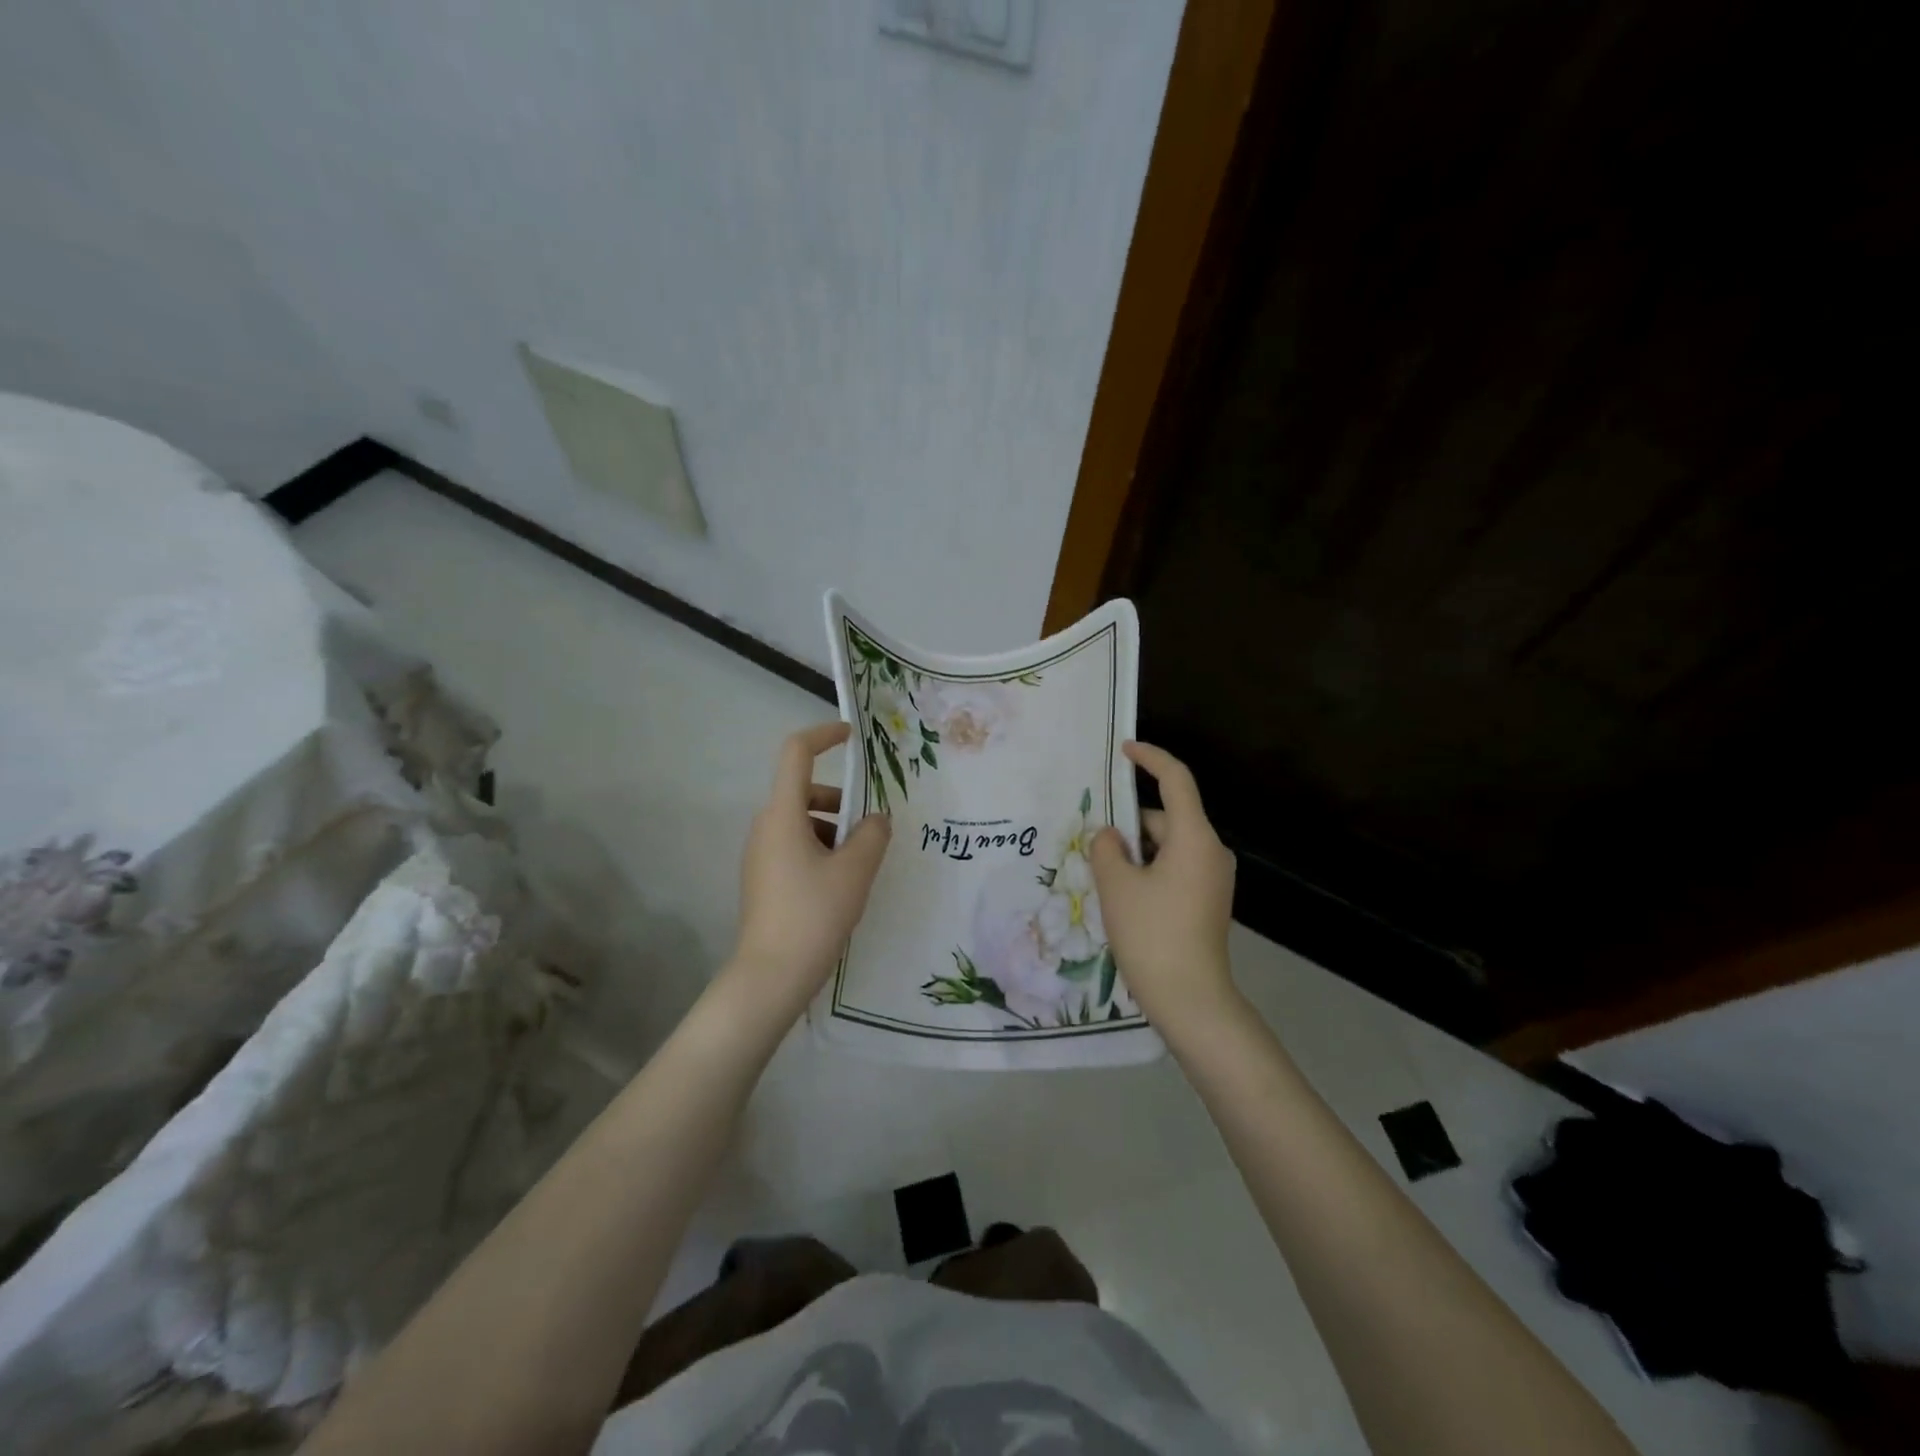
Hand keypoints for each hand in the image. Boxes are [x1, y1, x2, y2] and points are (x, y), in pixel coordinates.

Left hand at [731, 722, 891, 1011]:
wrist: (770, 977)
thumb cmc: (813, 914)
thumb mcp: (855, 871)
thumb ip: (873, 835)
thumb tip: (877, 819)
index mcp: (782, 814)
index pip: (796, 753)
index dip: (823, 735)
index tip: (852, 737)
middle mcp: (765, 827)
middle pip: (804, 791)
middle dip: (841, 800)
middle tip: (872, 828)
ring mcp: (761, 855)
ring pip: (802, 822)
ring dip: (834, 829)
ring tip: (862, 864)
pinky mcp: (763, 879)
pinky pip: (796, 847)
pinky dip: (822, 850)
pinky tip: (843, 885)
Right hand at [1089, 741, 1236, 1023]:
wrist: (1190, 999)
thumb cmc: (1151, 933)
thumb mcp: (1116, 885)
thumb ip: (1106, 848)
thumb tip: (1111, 837)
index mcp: (1195, 837)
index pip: (1176, 780)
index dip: (1150, 758)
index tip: (1124, 749)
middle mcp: (1212, 851)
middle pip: (1166, 817)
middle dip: (1129, 825)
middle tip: (1092, 844)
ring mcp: (1214, 878)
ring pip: (1168, 846)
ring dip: (1137, 852)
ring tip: (1103, 877)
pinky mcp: (1209, 900)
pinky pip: (1175, 868)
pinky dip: (1149, 870)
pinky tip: (1125, 897)